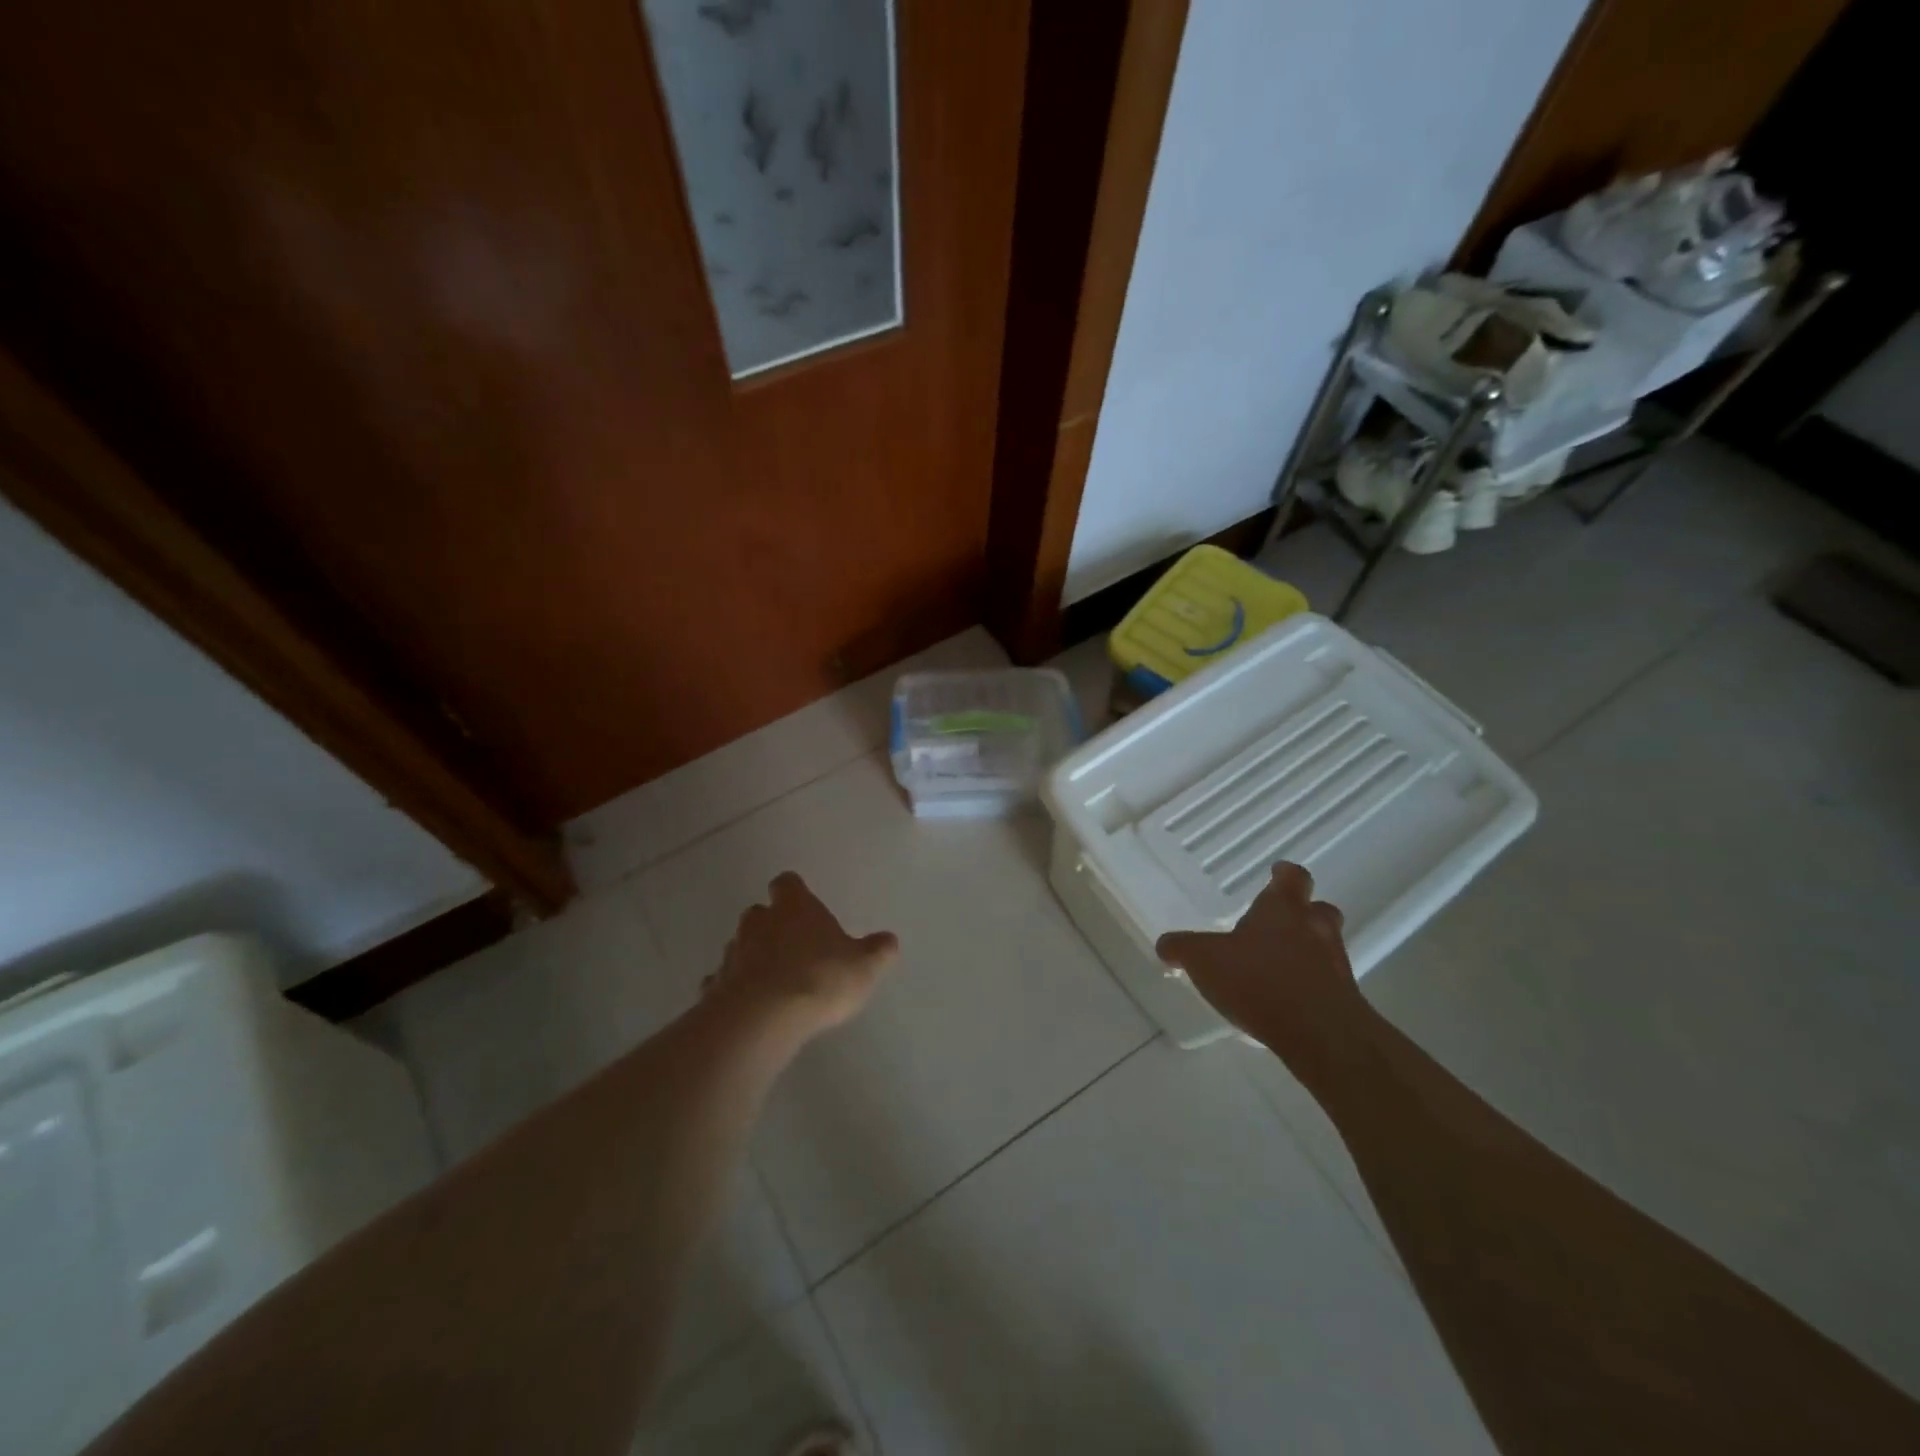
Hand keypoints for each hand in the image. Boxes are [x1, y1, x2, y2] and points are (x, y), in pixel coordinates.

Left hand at [706, 872, 898, 1037]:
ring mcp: (733, 953)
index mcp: (795, 908)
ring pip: (740, 945)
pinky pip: (723, 981)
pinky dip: (733, 988)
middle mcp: (759, 922)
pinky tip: (748, 1006)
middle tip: (791, 946)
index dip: (793, 891)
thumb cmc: (820, 979)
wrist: (763, 1018)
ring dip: (752, 956)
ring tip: (771, 981)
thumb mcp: (864, 967)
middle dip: (771, 925)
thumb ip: (878, 951)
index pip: (787, 883)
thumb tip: (890, 939)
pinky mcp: (715, 986)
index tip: (800, 902)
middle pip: (759, 913)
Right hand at [1155, 863, 1364, 1064]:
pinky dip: (1310, 986)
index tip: (1277, 872)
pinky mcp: (1344, 1000)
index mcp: (1283, 908)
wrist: (1320, 1034)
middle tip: (1279, 923)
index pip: (1292, 877)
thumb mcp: (1204, 960)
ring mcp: (1335, 964)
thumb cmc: (1259, 979)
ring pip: (1325, 946)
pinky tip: (1286, 1001)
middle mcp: (1314, 928)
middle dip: (1302, 913)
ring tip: (1277, 966)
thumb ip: (1183, 948)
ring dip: (1307, 951)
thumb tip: (1166, 944)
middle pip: (1318, 909)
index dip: (1284, 874)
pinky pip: (1328, 983)